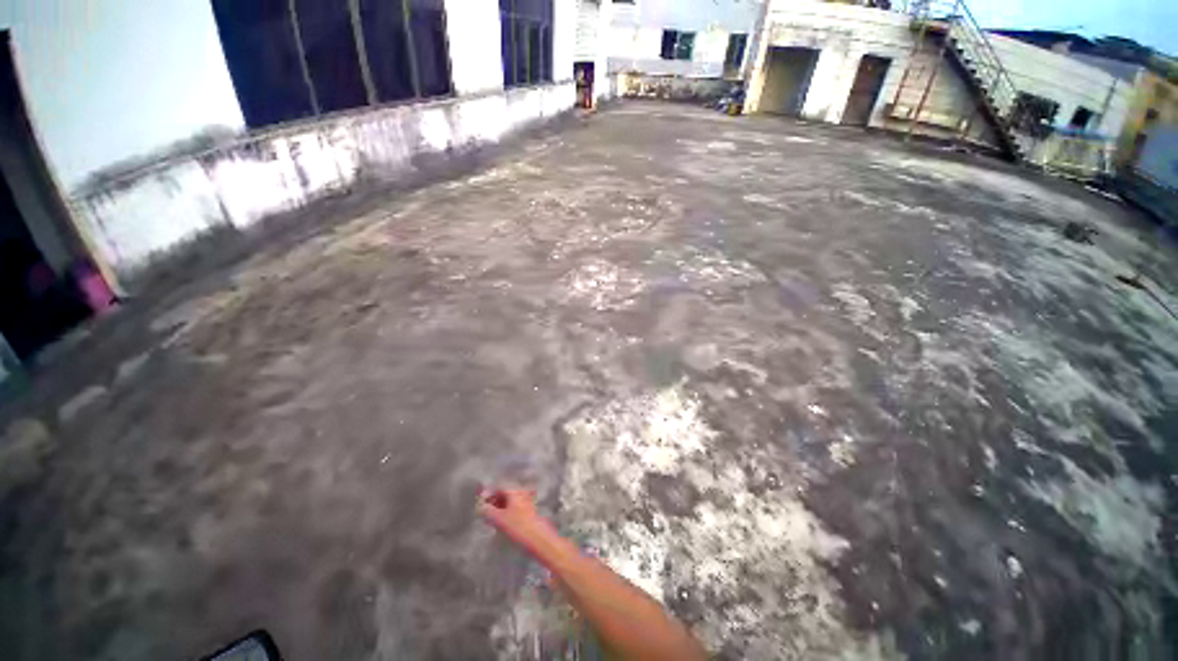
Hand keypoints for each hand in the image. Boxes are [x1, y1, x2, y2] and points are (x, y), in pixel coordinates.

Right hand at [478, 487, 558, 558]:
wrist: (539, 538)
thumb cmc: (518, 526)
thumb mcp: (499, 519)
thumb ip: (488, 511)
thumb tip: (480, 506)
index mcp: (514, 491)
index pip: (498, 488)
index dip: (487, 494)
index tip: (479, 503)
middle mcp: (521, 493)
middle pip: (504, 494)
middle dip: (493, 502)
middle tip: (484, 512)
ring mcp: (526, 501)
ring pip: (509, 502)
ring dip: (499, 508)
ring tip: (491, 519)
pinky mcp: (529, 512)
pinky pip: (514, 508)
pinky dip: (506, 513)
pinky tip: (502, 523)